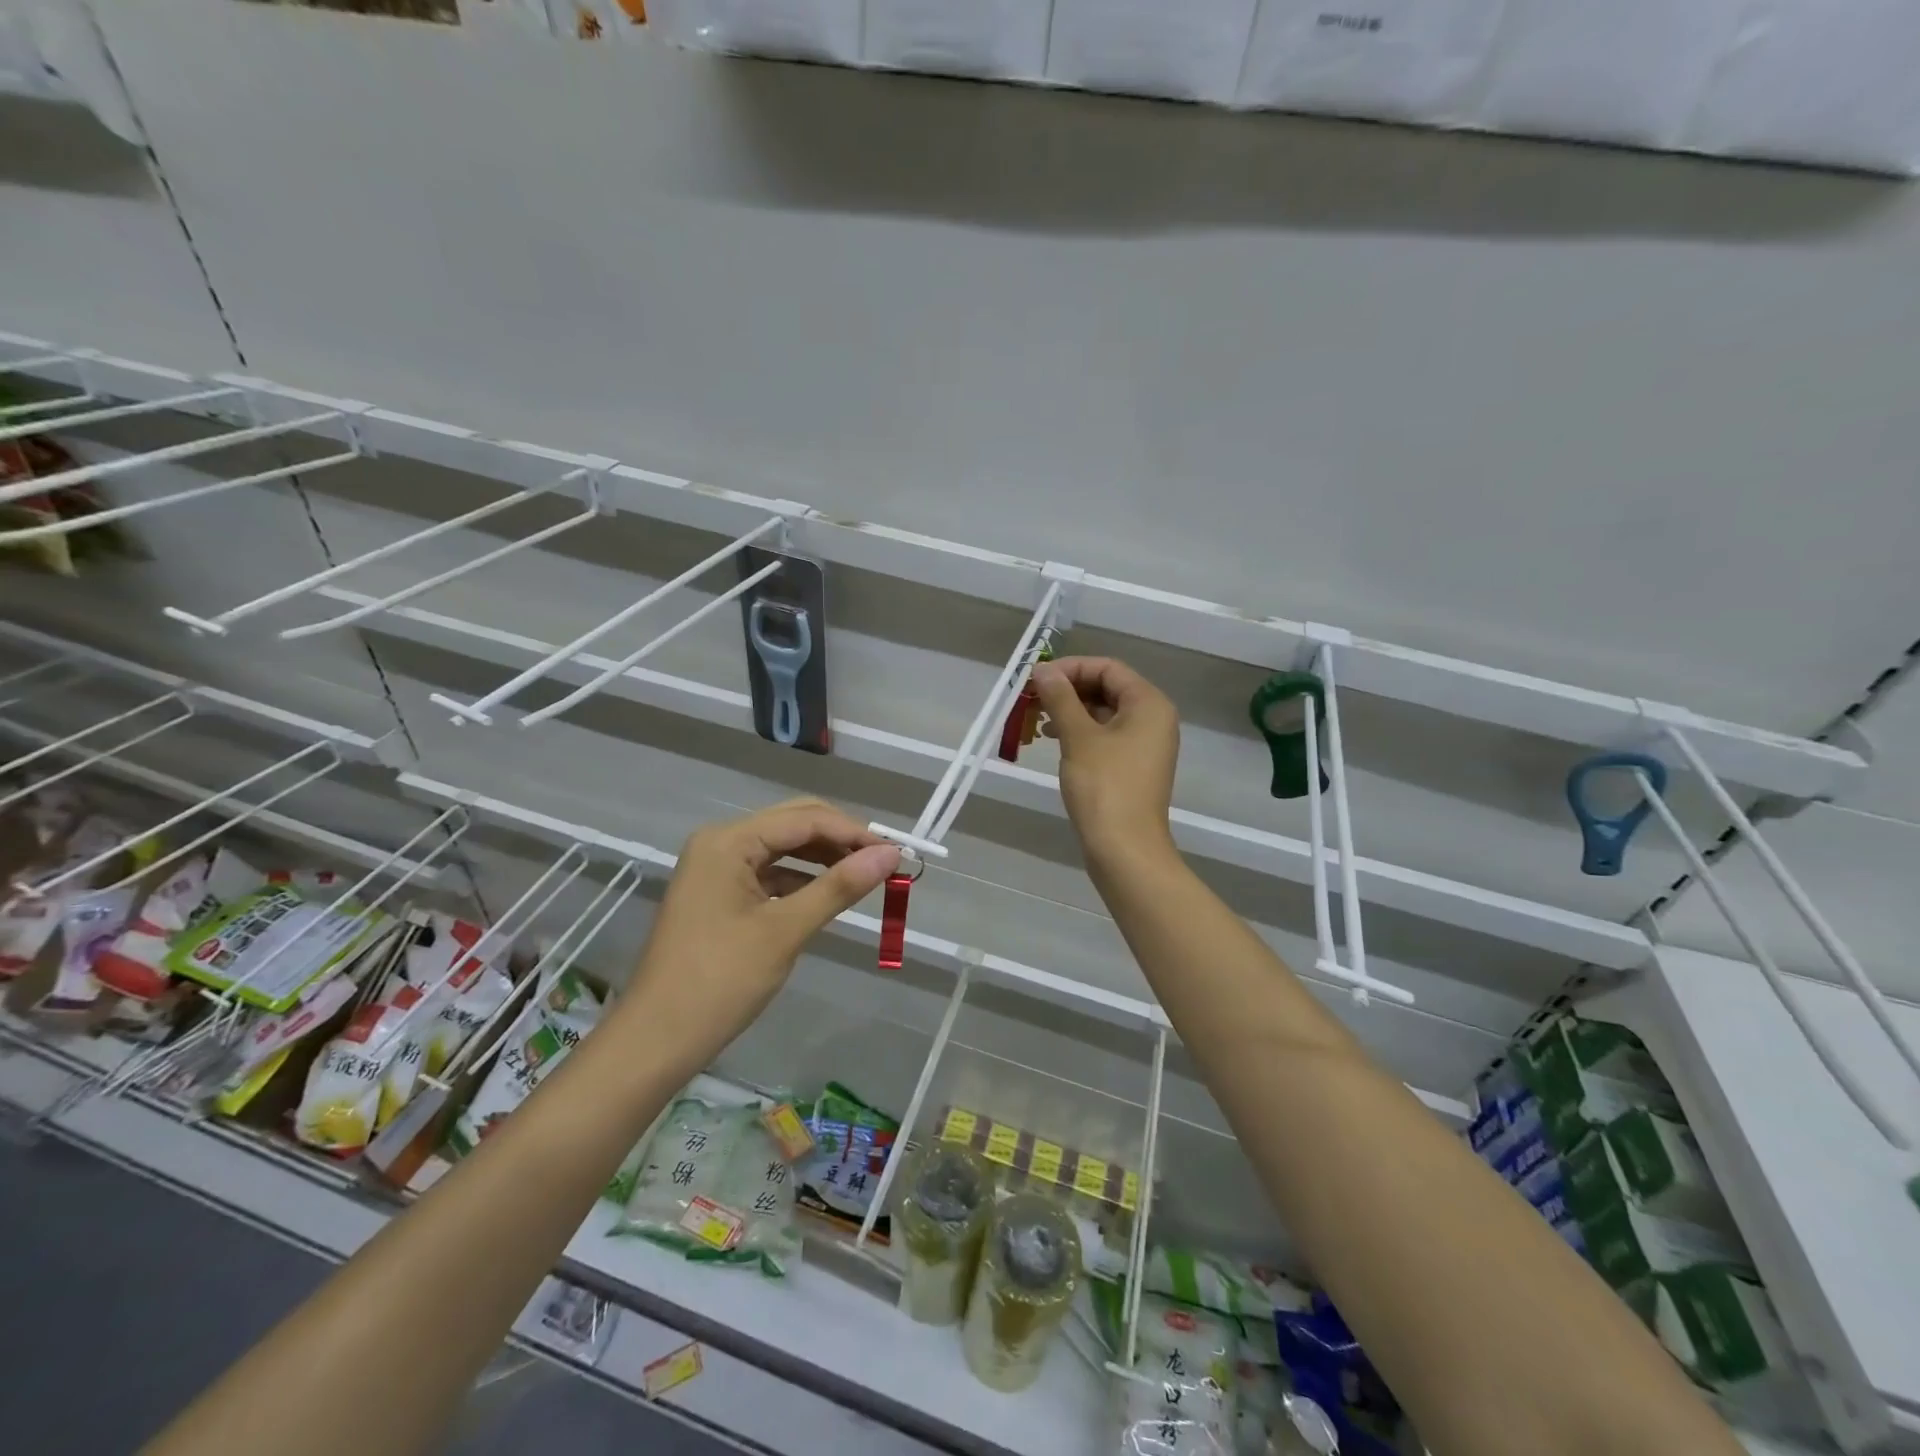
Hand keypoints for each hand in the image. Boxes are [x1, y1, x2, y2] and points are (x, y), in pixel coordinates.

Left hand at [622, 799, 899, 1060]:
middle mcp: (721, 843)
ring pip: (783, 849)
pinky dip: (801, 881)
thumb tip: (891, 854)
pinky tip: (828, 895)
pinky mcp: (718, 894)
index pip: (805, 819)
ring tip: (865, 877)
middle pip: (793, 825)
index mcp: (729, 841)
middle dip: (840, 840)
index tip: (896, 853)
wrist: (655, 1041)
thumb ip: (839, 886)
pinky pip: (769, 873)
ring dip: (823, 859)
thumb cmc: (720, 981)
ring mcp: (716, 868)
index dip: (854, 832)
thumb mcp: (785, 931)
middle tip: (884, 863)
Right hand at [1032, 657, 1179, 860]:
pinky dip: (1081, 733)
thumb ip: (1060, 698)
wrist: (1125, 849)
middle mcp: (1153, 718)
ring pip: (1105, 713)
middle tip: (1033, 699)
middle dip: (1068, 690)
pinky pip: (1106, 736)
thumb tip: (1044, 669)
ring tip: (1039, 721)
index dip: (1070, 668)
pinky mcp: (1134, 767)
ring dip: (1071, 711)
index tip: (1036, 679)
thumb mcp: (1078, 737)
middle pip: (1108, 688)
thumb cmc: (1104, 787)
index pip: (1108, 668)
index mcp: (1149, 704)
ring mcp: (1146, 745)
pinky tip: (1055, 741)